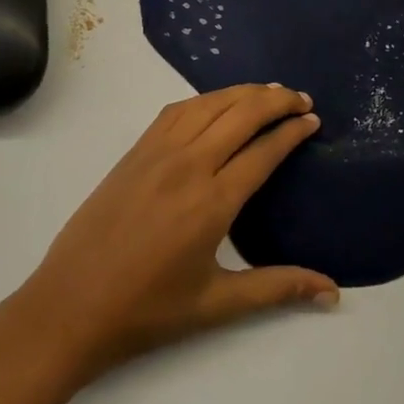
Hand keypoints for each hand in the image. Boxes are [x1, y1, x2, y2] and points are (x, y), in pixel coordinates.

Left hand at [0, 85, 336, 384]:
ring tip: (269, 92)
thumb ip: (278, 288)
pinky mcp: (134, 152)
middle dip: (277, 100)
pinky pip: (175, 111)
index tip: (313, 120)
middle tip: (302, 99)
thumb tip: (333, 292)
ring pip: (208, 104)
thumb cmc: (147, 311)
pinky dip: (205, 99)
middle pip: (241, 114)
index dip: (293, 131)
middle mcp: (188, 166)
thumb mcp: (217, 304)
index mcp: (212, 202)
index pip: (264, 150)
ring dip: (243, 92)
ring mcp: (157, 153)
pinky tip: (216, 103)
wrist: (69, 308)